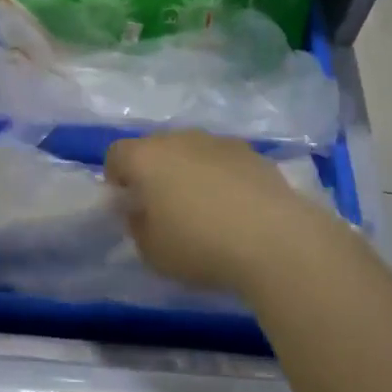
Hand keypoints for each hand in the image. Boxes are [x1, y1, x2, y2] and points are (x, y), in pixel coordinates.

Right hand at [105, 131, 335, 297]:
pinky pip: (224, 161)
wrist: (275, 240)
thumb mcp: (152, 252)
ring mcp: (220, 142)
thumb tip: (140, 211)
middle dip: (154, 172)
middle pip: (156, 148)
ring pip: (192, 151)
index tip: (128, 205)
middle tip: (163, 208)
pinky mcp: (254, 153)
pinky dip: (222, 178)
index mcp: (146, 157)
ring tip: (204, 209)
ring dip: (190, 172)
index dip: (116, 178)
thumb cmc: (200, 246)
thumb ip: (137, 226)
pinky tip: (236, 210)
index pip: (116, 154)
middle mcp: (180, 138)